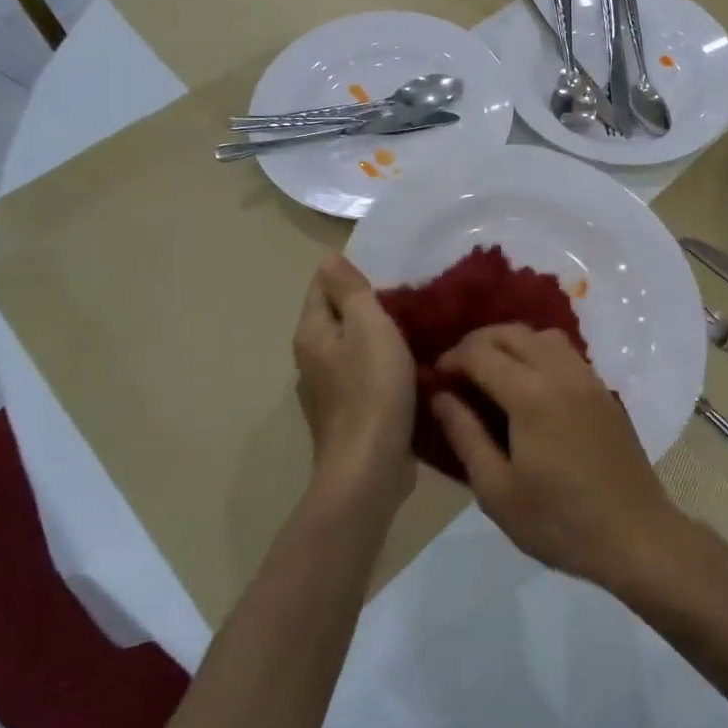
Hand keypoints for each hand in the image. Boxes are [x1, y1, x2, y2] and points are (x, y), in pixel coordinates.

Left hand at [292, 255, 416, 510]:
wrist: (369, 469)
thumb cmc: (372, 390)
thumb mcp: (368, 327)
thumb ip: (350, 291)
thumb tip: (329, 259)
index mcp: (312, 333)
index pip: (322, 286)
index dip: (350, 273)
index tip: (389, 270)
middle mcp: (311, 359)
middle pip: (337, 317)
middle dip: (367, 304)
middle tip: (409, 297)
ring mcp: (328, 390)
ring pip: (352, 348)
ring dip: (377, 337)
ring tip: (415, 329)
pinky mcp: (348, 414)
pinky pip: (364, 376)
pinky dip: (383, 366)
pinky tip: (409, 368)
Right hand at [433, 325, 681, 586]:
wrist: (635, 535)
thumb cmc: (558, 521)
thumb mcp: (497, 490)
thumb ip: (465, 435)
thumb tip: (440, 396)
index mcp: (530, 394)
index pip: (480, 353)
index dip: (451, 359)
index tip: (434, 377)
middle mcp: (560, 372)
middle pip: (511, 333)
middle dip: (477, 343)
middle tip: (456, 370)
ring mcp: (587, 377)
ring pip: (542, 335)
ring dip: (510, 342)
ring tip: (492, 371)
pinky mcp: (604, 389)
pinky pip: (565, 352)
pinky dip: (538, 351)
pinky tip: (529, 383)